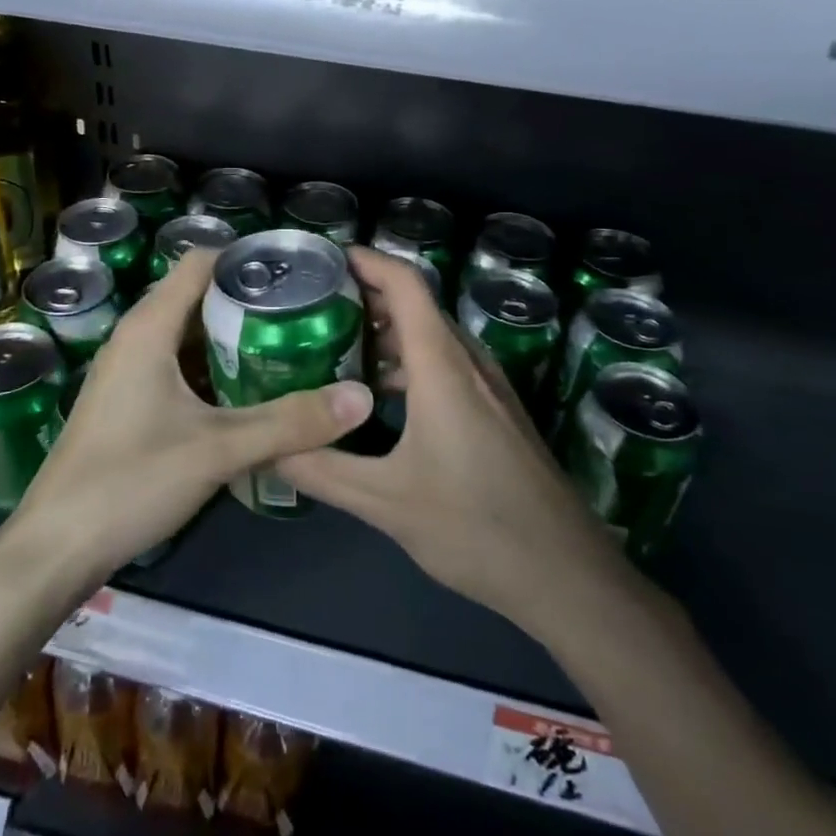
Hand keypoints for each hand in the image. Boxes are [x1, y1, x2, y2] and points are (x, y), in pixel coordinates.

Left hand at [13, 247, 372, 579]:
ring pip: (189, 334)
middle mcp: (136, 337)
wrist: (56, 548)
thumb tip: (361, 397)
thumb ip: (290, 422)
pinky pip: (179, 365)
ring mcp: (129, 371)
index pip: (201, 262)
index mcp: (149, 327)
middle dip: (251, 299)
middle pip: (198, 296)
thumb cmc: (129, 482)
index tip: (298, 272)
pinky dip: (214, 367)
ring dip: (234, 336)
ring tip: (290, 345)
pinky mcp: (129, 402)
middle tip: (307, 312)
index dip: (248, 259)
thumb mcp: (218, 449)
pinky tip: (250, 391)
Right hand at [278, 247, 611, 638]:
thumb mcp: (385, 502)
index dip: (367, 261)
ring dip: (387, 333)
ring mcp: (489, 388)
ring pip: (432, 338)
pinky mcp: (497, 413)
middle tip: (312, 308)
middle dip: (366, 297)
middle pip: (416, 306)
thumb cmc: (475, 527)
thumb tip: (268, 448)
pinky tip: (379, 400)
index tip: (324, 259)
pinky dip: (408, 364)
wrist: (567, 575)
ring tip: (336, 349)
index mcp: (442, 366)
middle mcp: (468, 363)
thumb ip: (322, 470)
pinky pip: (446, 366)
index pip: (405, 284)